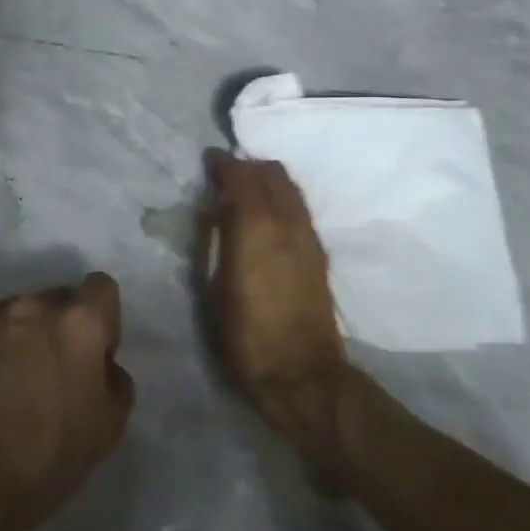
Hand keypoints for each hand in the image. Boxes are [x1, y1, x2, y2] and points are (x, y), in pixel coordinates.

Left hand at [0, 273, 134, 530]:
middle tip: (53, 372)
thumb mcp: (110, 426)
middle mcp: (33, 306)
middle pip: (57, 300)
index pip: (101, 288)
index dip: (103, 319)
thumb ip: (115, 380)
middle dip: (61, 327)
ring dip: (21, 337)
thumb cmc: (48, 456)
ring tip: (10, 382)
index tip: (95, 355)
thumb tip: (101, 367)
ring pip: (16, 315)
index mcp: (79, 321)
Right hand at [203, 150, 353, 472]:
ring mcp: (308, 236)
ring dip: (268, 180)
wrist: (301, 372)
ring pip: (291, 188)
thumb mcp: (214, 290)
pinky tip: (268, 215)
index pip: (243, 178)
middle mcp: (287, 224)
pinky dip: (282, 198)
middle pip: (272, 174)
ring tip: (246, 190)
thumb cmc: (246, 336)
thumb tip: (215, 211)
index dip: (224, 163)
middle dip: (248, 166)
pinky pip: (300, 208)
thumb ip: (215, 242)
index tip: (209, 158)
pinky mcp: (319, 252)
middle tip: (226, 174)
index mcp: (255, 230)